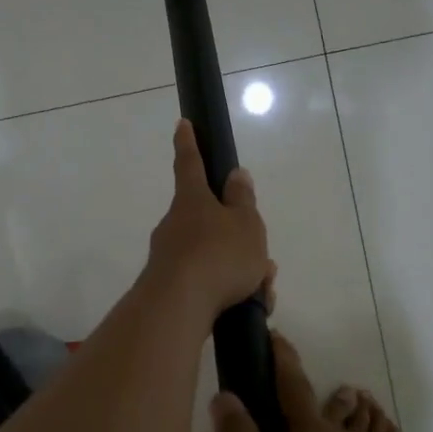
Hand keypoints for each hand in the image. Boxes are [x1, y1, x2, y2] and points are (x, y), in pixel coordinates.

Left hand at [144, 120, 270, 320]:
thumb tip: (236, 175)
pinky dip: (229, 290)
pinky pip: (207, 282)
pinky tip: (250, 306)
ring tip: (263, 290)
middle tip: (263, 261)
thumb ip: (243, 200)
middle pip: (210, 221)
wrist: (178, 307)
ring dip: (240, 269)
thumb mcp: (245, 224)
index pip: (190, 163)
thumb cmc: (218, 256)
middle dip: (238, 238)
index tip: (183, 124)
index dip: (189, 143)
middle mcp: (175, 223)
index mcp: (192, 200)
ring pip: (214, 255)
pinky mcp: (169, 285)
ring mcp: (169, 255)